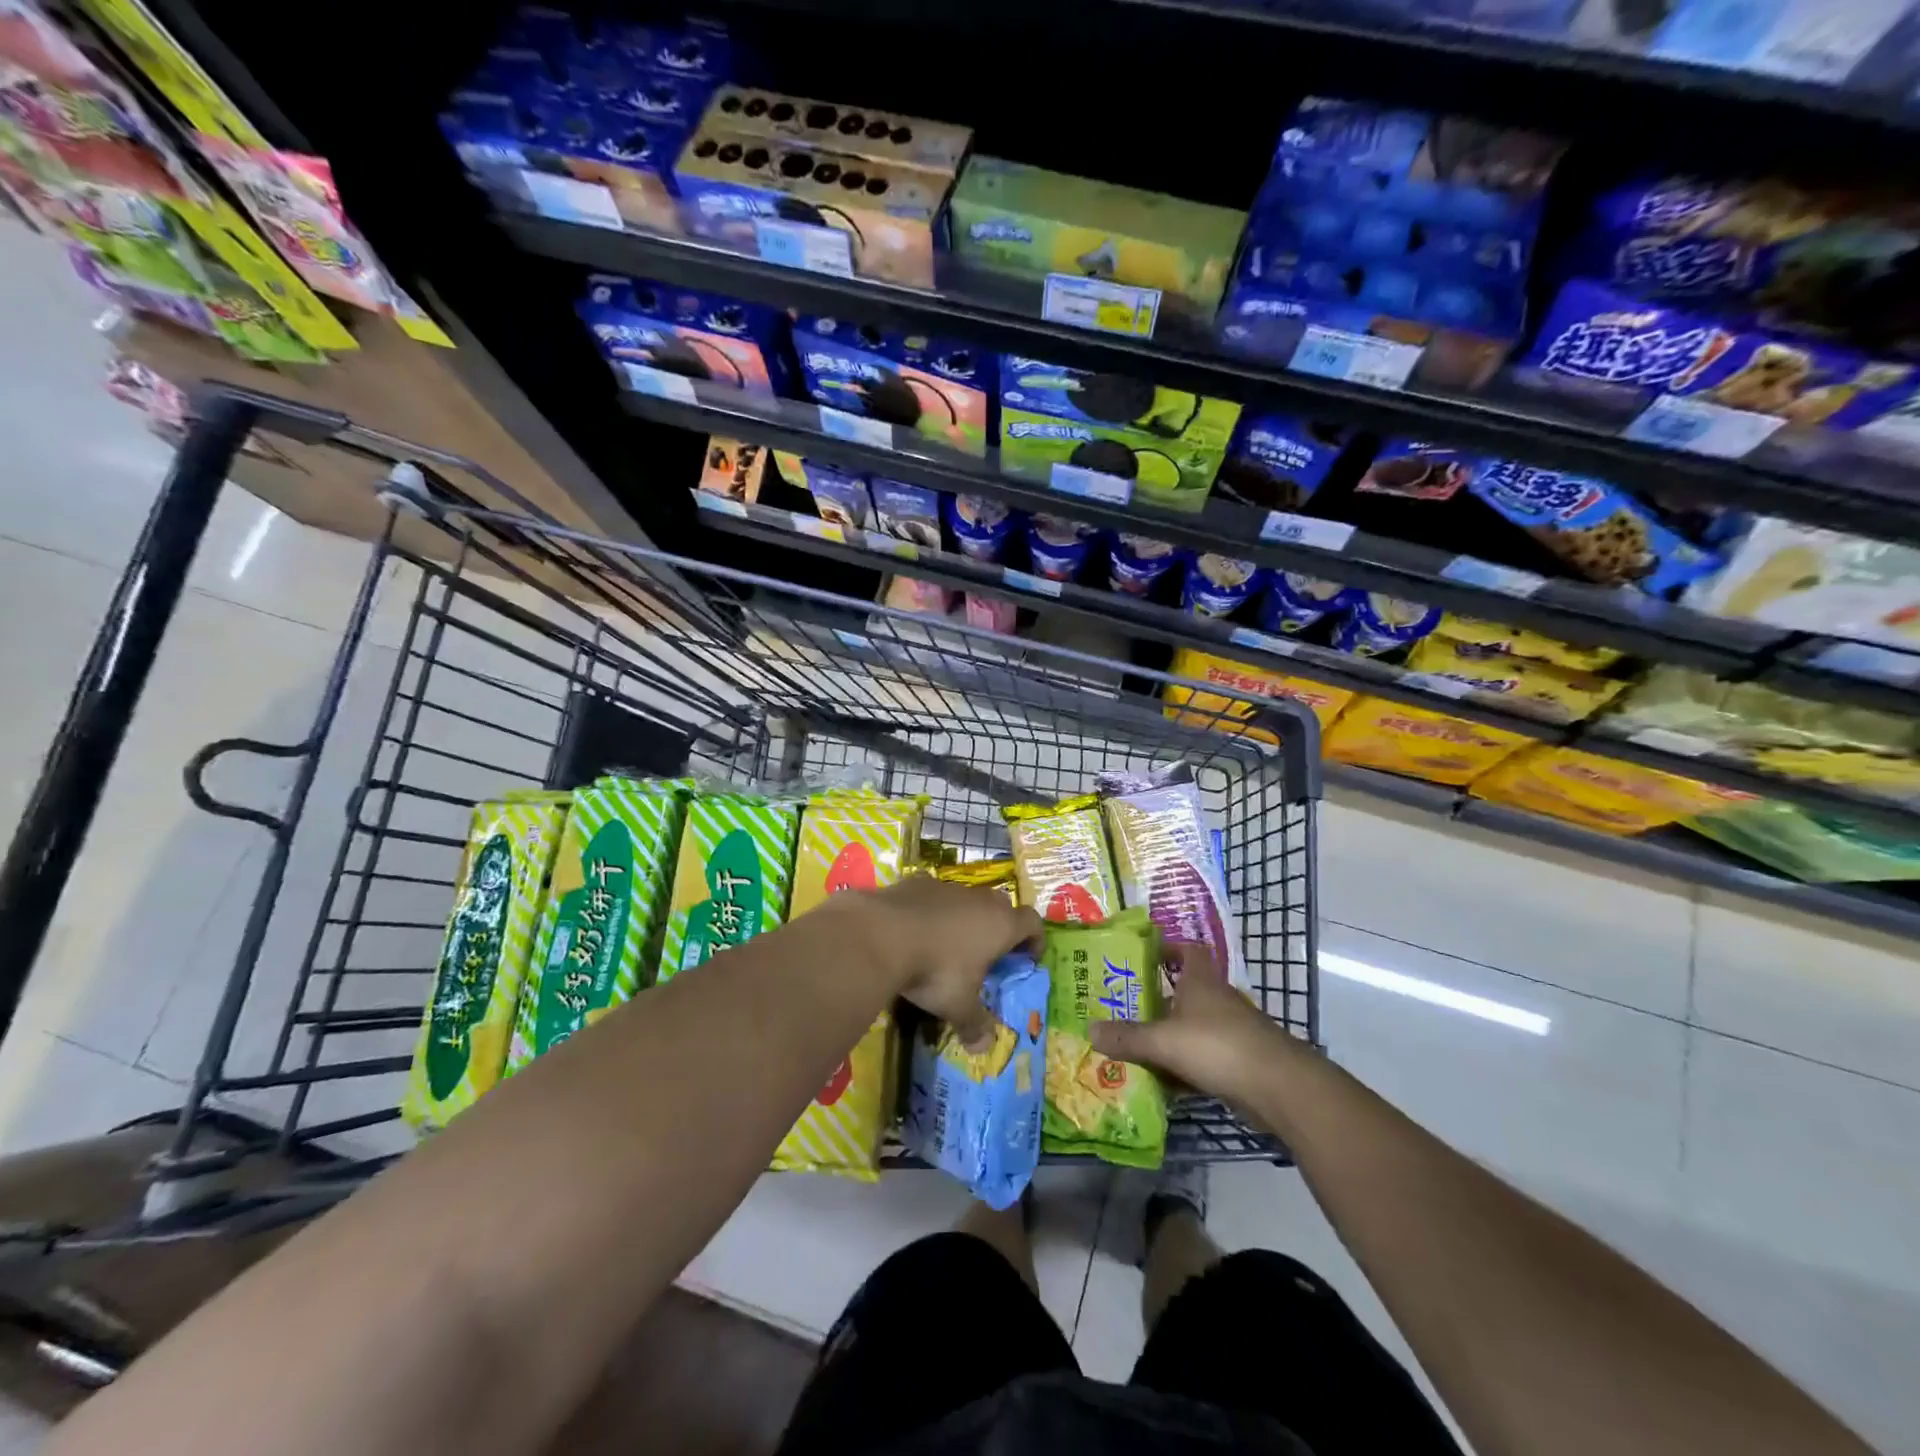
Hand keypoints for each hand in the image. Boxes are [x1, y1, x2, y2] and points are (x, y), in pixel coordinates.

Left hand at [858, 878, 1041, 1047]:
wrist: (882, 934)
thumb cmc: (935, 971)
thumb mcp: (958, 1006)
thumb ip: (974, 1025)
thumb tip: (984, 1048)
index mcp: (1000, 925)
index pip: (1032, 922)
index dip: (1034, 940)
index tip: (1027, 959)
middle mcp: (979, 900)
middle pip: (1001, 906)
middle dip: (999, 927)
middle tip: (989, 954)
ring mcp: (946, 887)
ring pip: (965, 899)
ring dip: (964, 917)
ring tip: (949, 944)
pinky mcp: (915, 883)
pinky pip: (932, 896)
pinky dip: (930, 910)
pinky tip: (914, 930)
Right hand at [1088, 954, 1295, 1104]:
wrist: (1279, 1087)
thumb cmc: (1218, 1046)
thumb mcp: (1163, 1041)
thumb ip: (1127, 1037)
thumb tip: (1090, 1030)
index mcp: (1201, 982)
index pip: (1187, 950)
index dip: (1167, 949)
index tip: (1141, 957)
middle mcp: (1216, 1000)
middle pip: (1184, 992)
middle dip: (1156, 1000)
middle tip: (1123, 1008)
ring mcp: (1230, 1032)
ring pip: (1191, 1028)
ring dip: (1167, 1037)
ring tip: (1133, 1046)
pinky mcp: (1238, 1062)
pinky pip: (1202, 1058)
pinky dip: (1182, 1068)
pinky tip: (1161, 1083)